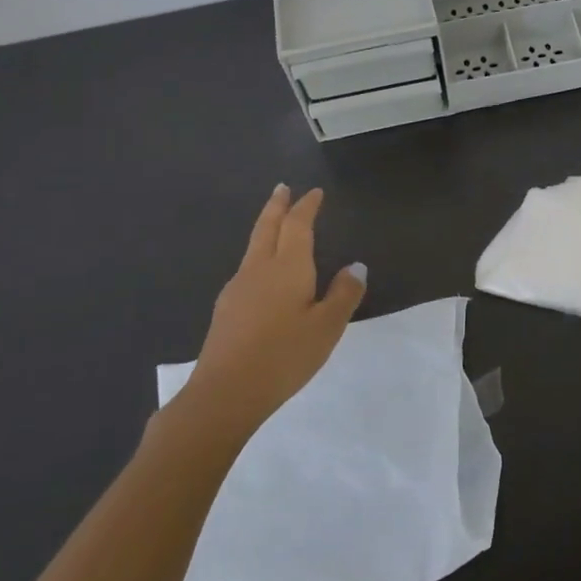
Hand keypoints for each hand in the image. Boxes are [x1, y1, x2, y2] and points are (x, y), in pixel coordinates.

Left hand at [180, 186, 366, 434]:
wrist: (225, 392)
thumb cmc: (284, 356)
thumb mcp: (327, 327)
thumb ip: (343, 294)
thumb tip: (355, 266)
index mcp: (288, 267)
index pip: (297, 225)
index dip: (306, 206)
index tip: (314, 192)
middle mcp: (259, 269)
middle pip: (267, 227)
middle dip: (277, 206)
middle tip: (282, 188)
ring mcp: (238, 288)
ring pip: (254, 247)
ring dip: (266, 228)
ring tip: (275, 224)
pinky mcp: (226, 309)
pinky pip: (247, 268)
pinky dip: (259, 255)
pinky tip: (263, 273)